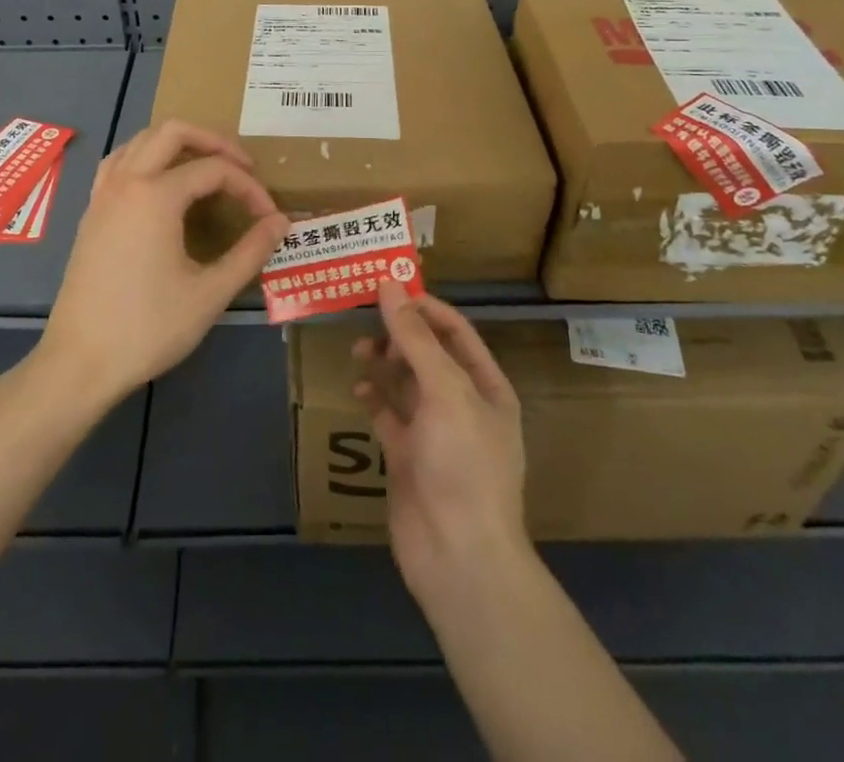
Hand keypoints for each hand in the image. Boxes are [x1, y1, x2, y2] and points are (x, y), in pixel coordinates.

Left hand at [38, 120, 288, 407]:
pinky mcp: (91, 213)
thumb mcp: (210, 293)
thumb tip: (281, 222)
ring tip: (206, 167)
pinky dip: (146, 158)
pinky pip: (119, 162)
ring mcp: (103, 195)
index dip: (249, 188)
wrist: (79, 363)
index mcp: (156, 195)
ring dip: (177, 144)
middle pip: (173, 132)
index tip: (269, 217)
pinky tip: (160, 184)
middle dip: (214, 141)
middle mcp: (126, 182)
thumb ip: (250, 252)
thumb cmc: (148, 328)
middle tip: (242, 167)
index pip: (214, 170)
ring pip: (140, 140)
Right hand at [353, 283, 527, 599]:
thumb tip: (390, 286)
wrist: (459, 557)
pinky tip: (357, 392)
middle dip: (399, 334)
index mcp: (485, 386)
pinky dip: (373, 400)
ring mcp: (434, 432)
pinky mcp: (408, 457)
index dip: (423, 307)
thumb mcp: (445, 391)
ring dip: (383, 363)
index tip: (387, 288)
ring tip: (358, 352)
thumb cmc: (463, 463)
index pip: (455, 331)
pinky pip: (388, 416)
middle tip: (365, 320)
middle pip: (428, 354)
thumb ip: (415, 338)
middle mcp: (462, 404)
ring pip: (405, 383)